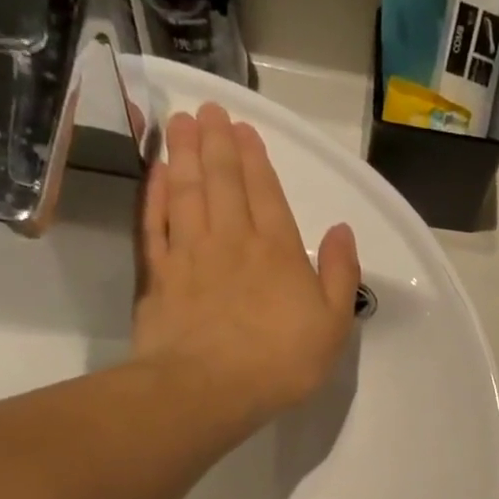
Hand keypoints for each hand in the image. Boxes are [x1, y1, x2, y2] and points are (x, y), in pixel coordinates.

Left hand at [132, 104, 361, 437]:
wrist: (208, 389)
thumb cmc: (282, 361)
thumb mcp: (334, 325)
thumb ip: (341, 275)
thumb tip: (342, 230)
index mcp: (278, 251)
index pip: (266, 193)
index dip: (255, 158)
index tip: (244, 129)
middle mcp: (233, 240)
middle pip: (222, 181)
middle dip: (216, 143)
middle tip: (208, 110)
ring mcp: (190, 254)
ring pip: (186, 192)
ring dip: (184, 155)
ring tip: (180, 123)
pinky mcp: (159, 275)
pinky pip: (155, 222)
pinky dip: (155, 194)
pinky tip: (156, 175)